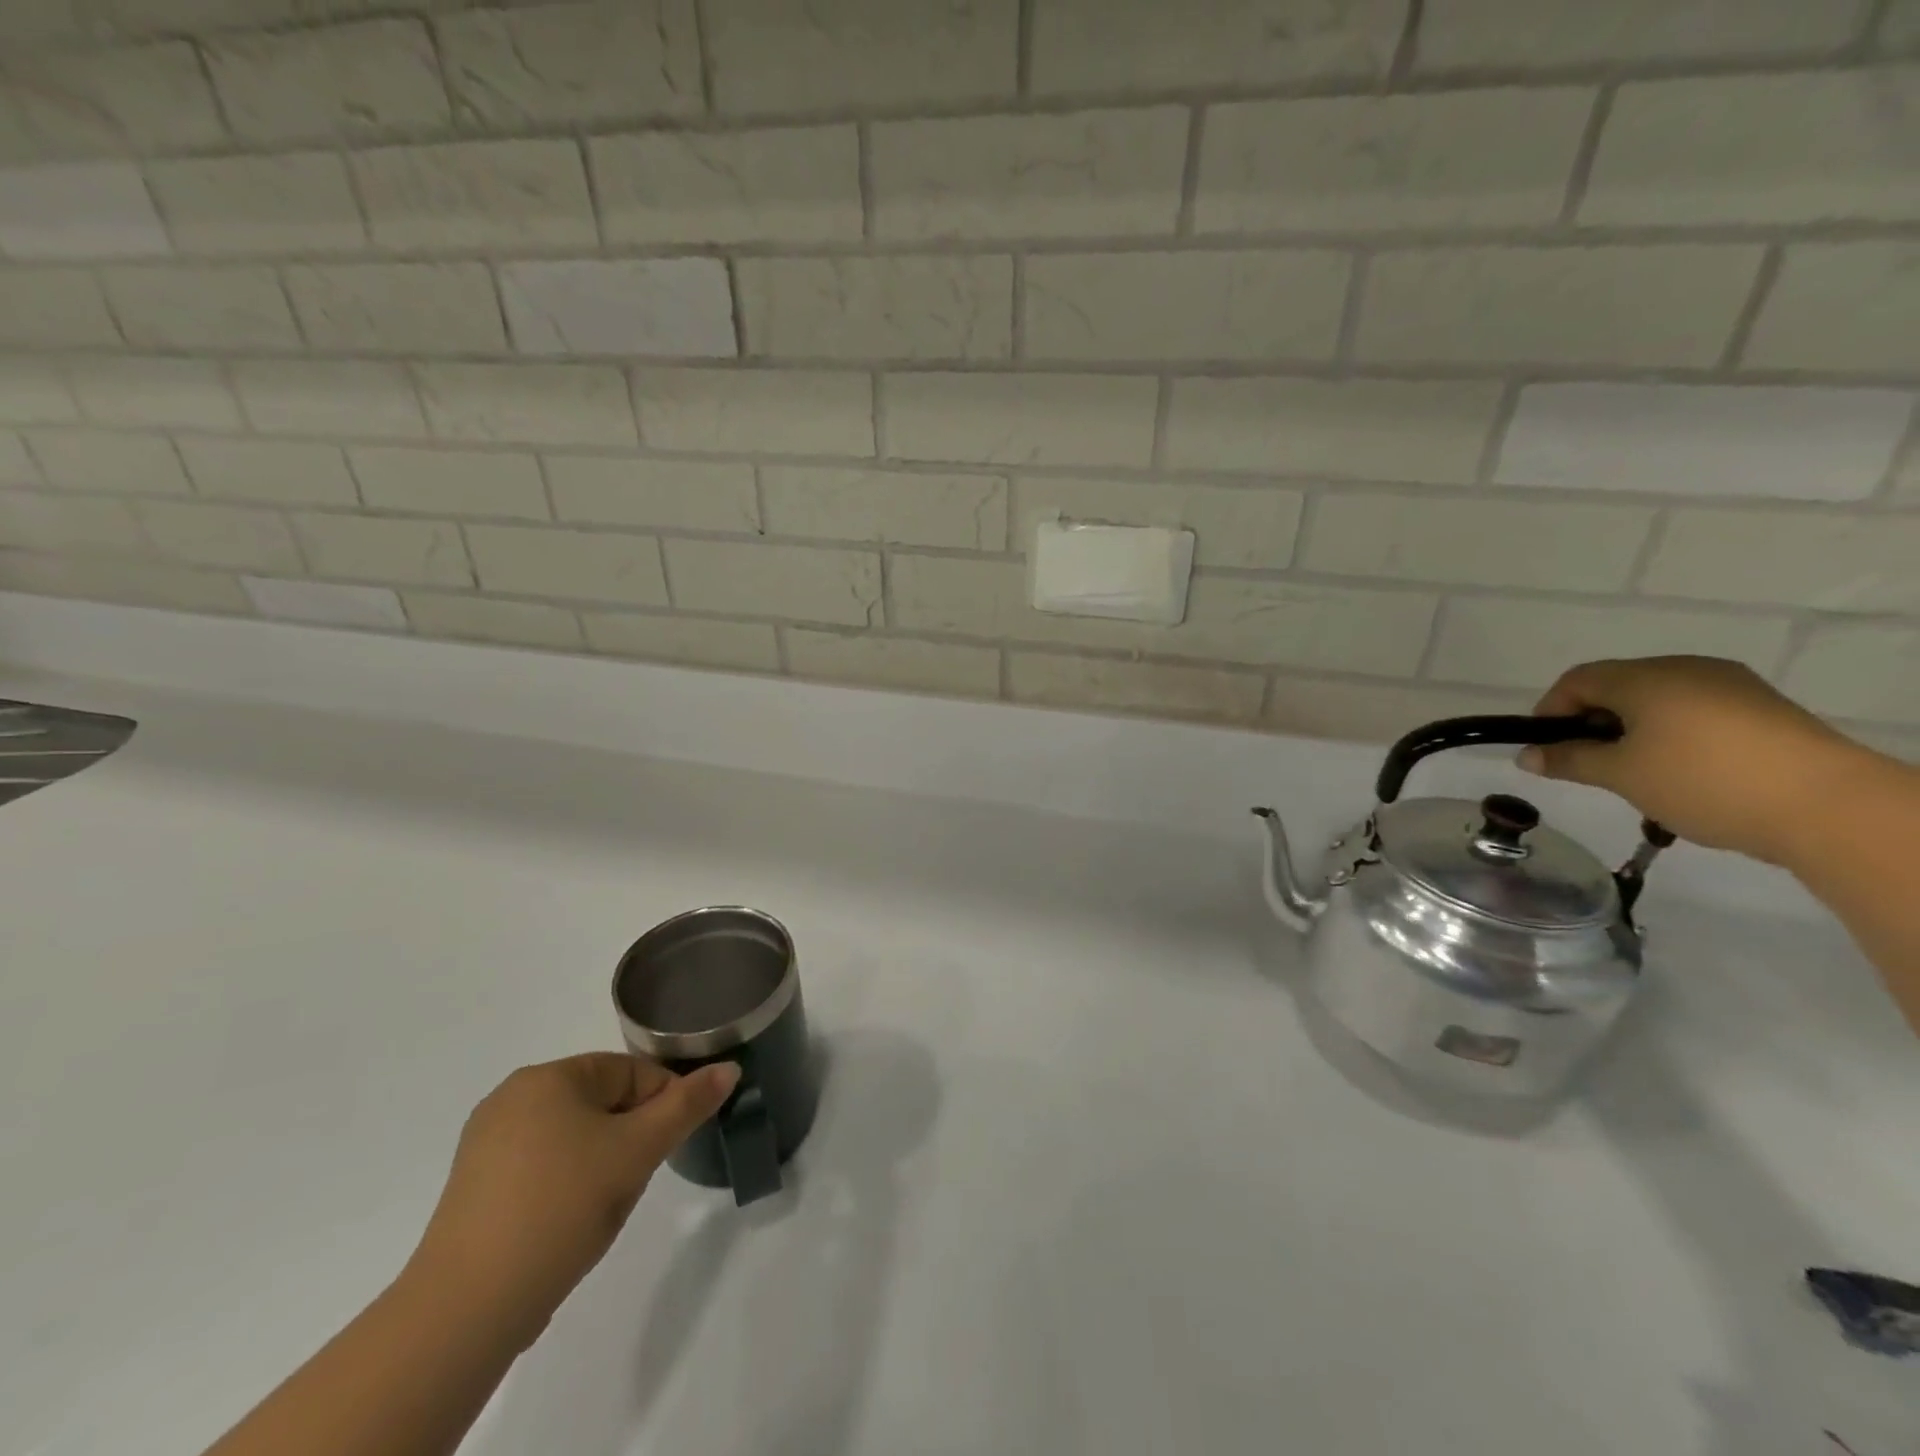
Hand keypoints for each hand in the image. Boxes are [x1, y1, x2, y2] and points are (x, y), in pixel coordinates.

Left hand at [405, 1053, 737, 1348]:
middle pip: (602, 1101)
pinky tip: (565, 1222)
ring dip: (601, 1161)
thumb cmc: (562, 1206)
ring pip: (573, 1136)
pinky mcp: (473, 1189)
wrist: (467, 1308)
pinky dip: (565, 1184)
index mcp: (547, 1077)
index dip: (661, 1105)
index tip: (666, 1148)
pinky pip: (540, 1167)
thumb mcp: (638, 1150)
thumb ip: (687, 1105)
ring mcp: (485, 1145)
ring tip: (600, 1205)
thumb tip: (728, 1068)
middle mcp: (511, 1098)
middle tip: (634, 1179)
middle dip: (629, 1135)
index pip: (630, 1072)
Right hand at [1520, 655, 1869, 864]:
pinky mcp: (1763, 709)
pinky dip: (1672, 734)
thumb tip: (1527, 756)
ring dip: (1633, 730)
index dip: (1549, 711)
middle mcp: (1686, 669)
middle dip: (1592, 722)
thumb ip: (1569, 760)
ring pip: (1658, 700)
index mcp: (1645, 678)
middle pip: (1617, 686)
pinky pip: (1696, 712)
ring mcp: (1731, 686)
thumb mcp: (1620, 775)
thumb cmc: (1702, 780)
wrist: (1829, 805)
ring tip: (1635, 773)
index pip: (1576, 680)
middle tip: (1587, 764)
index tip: (1545, 749)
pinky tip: (1682, 771)